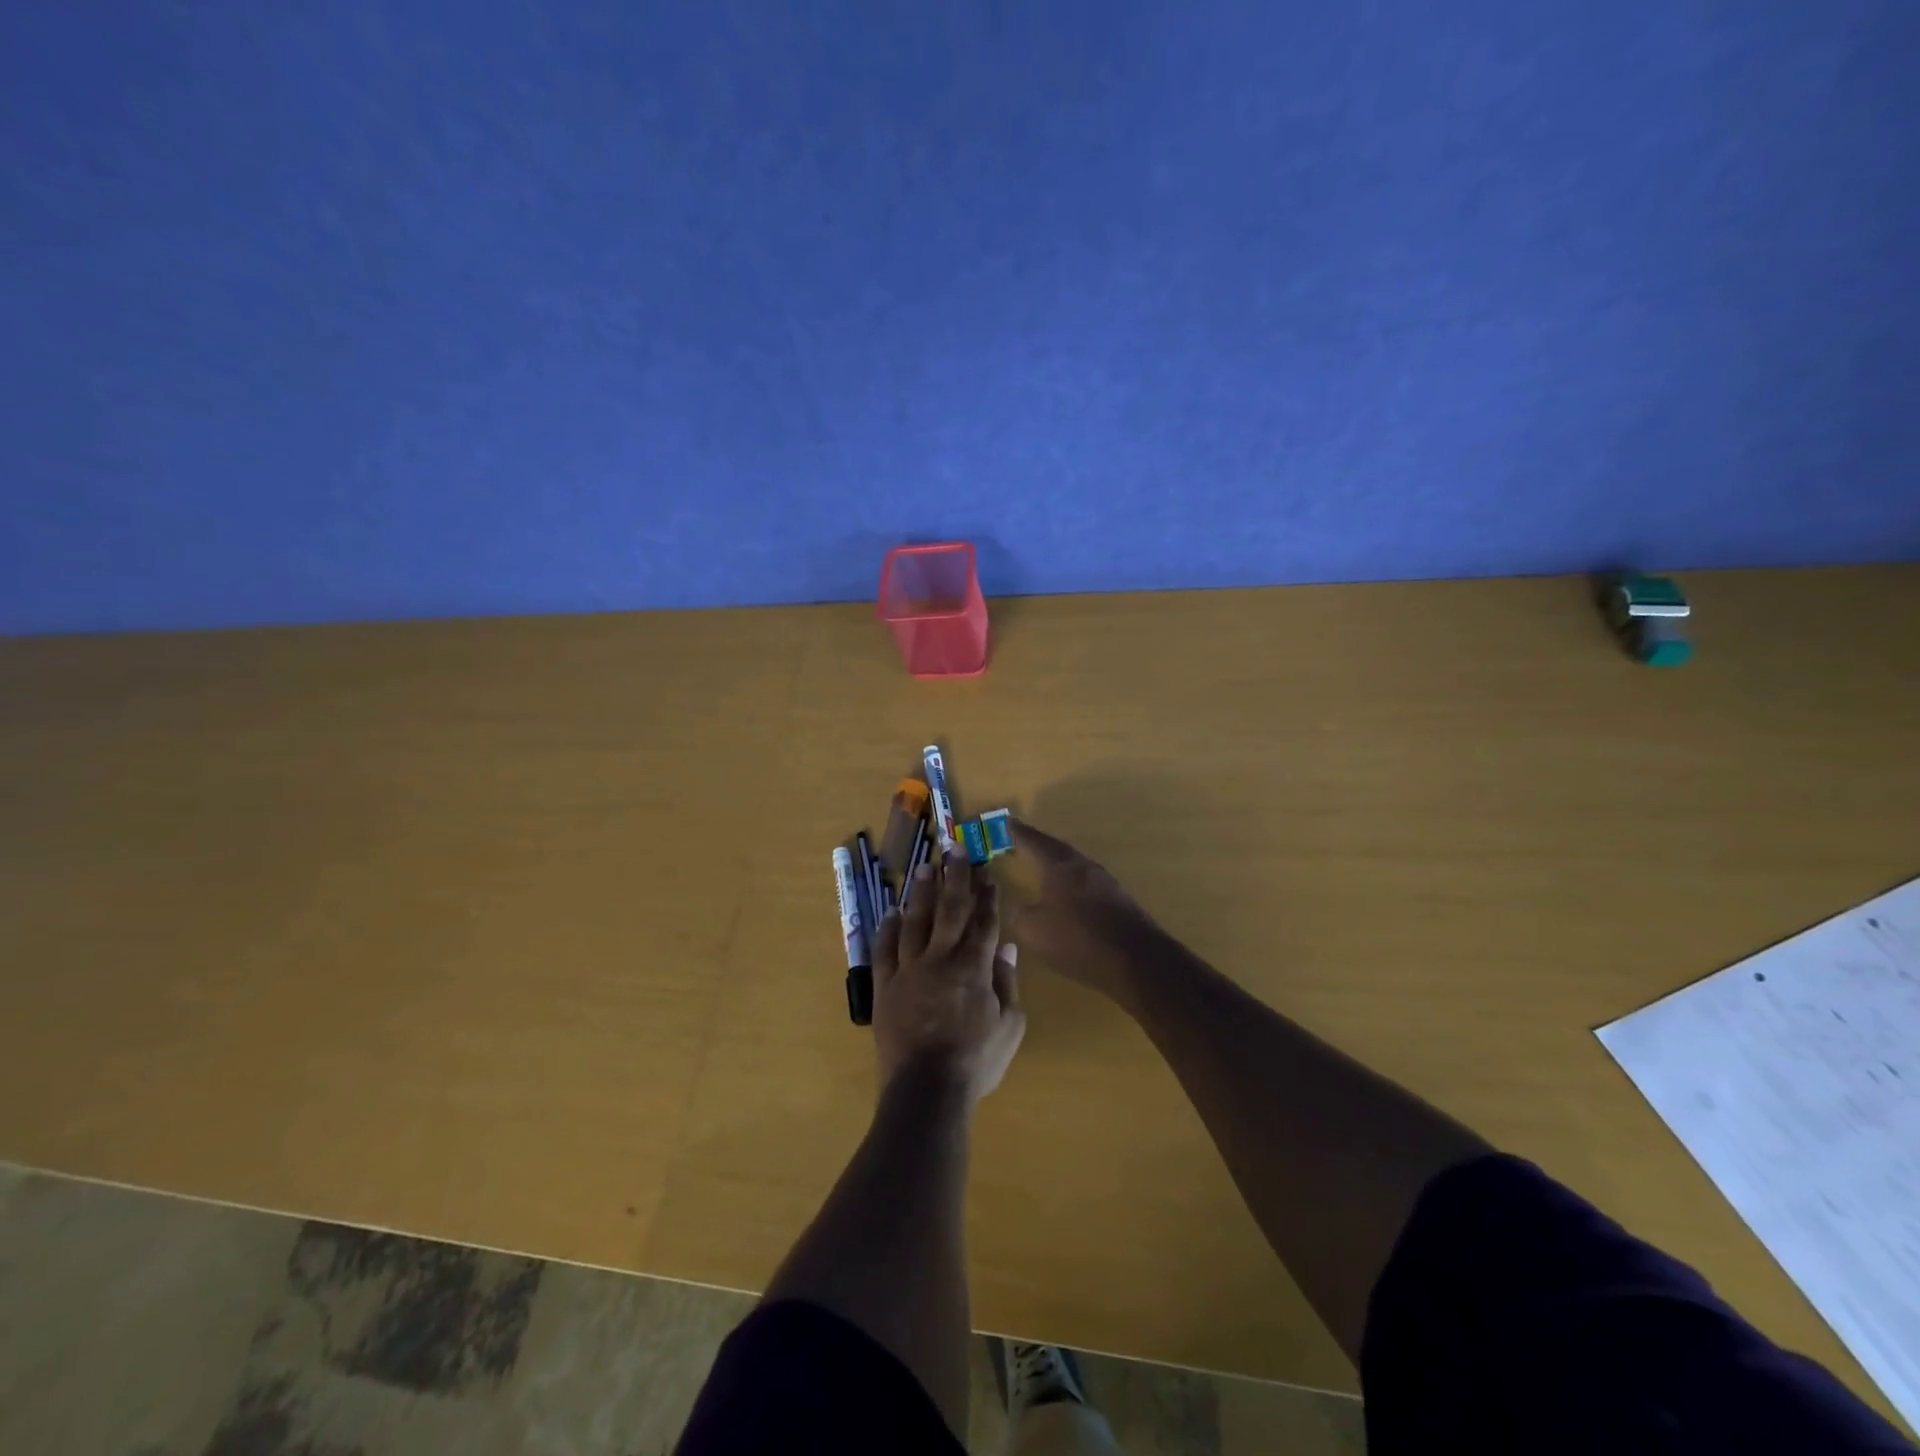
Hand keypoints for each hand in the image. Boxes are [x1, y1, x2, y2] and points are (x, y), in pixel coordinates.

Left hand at [872, 851, 1025, 1105]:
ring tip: (925, 866)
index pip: (984, 922)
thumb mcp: (1010, 1025)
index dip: (987, 895)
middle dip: (955, 876)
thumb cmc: (975, 1061)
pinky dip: (888, 928)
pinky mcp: (885, 985)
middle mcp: (941, 958)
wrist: (926, 1089)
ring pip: (915, 920)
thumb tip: (1006, 946)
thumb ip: (1007, 982)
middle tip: (954, 847)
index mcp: (974, 967)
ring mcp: (909, 969)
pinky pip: (885, 949)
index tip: (987, 871)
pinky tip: (891, 911)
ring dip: (921, 891)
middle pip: (950, 909)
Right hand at [1009, 819, 1164, 1007]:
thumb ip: (1020, 915)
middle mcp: (1082, 865)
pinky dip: (1069, 881)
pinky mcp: (1117, 899)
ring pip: (1072, 863)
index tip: (1003, 822)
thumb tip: (1018, 907)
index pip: (1032, 841)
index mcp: (1059, 866)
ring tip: (1038, 864)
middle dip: (1035, 843)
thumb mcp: (1034, 932)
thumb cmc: (1079, 940)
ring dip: (1054, 862)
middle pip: (1055, 848)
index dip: (1015, 832)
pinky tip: (1065, 893)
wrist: (1137, 960)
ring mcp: (1104, 881)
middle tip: (1018, 840)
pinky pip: (1085, 881)